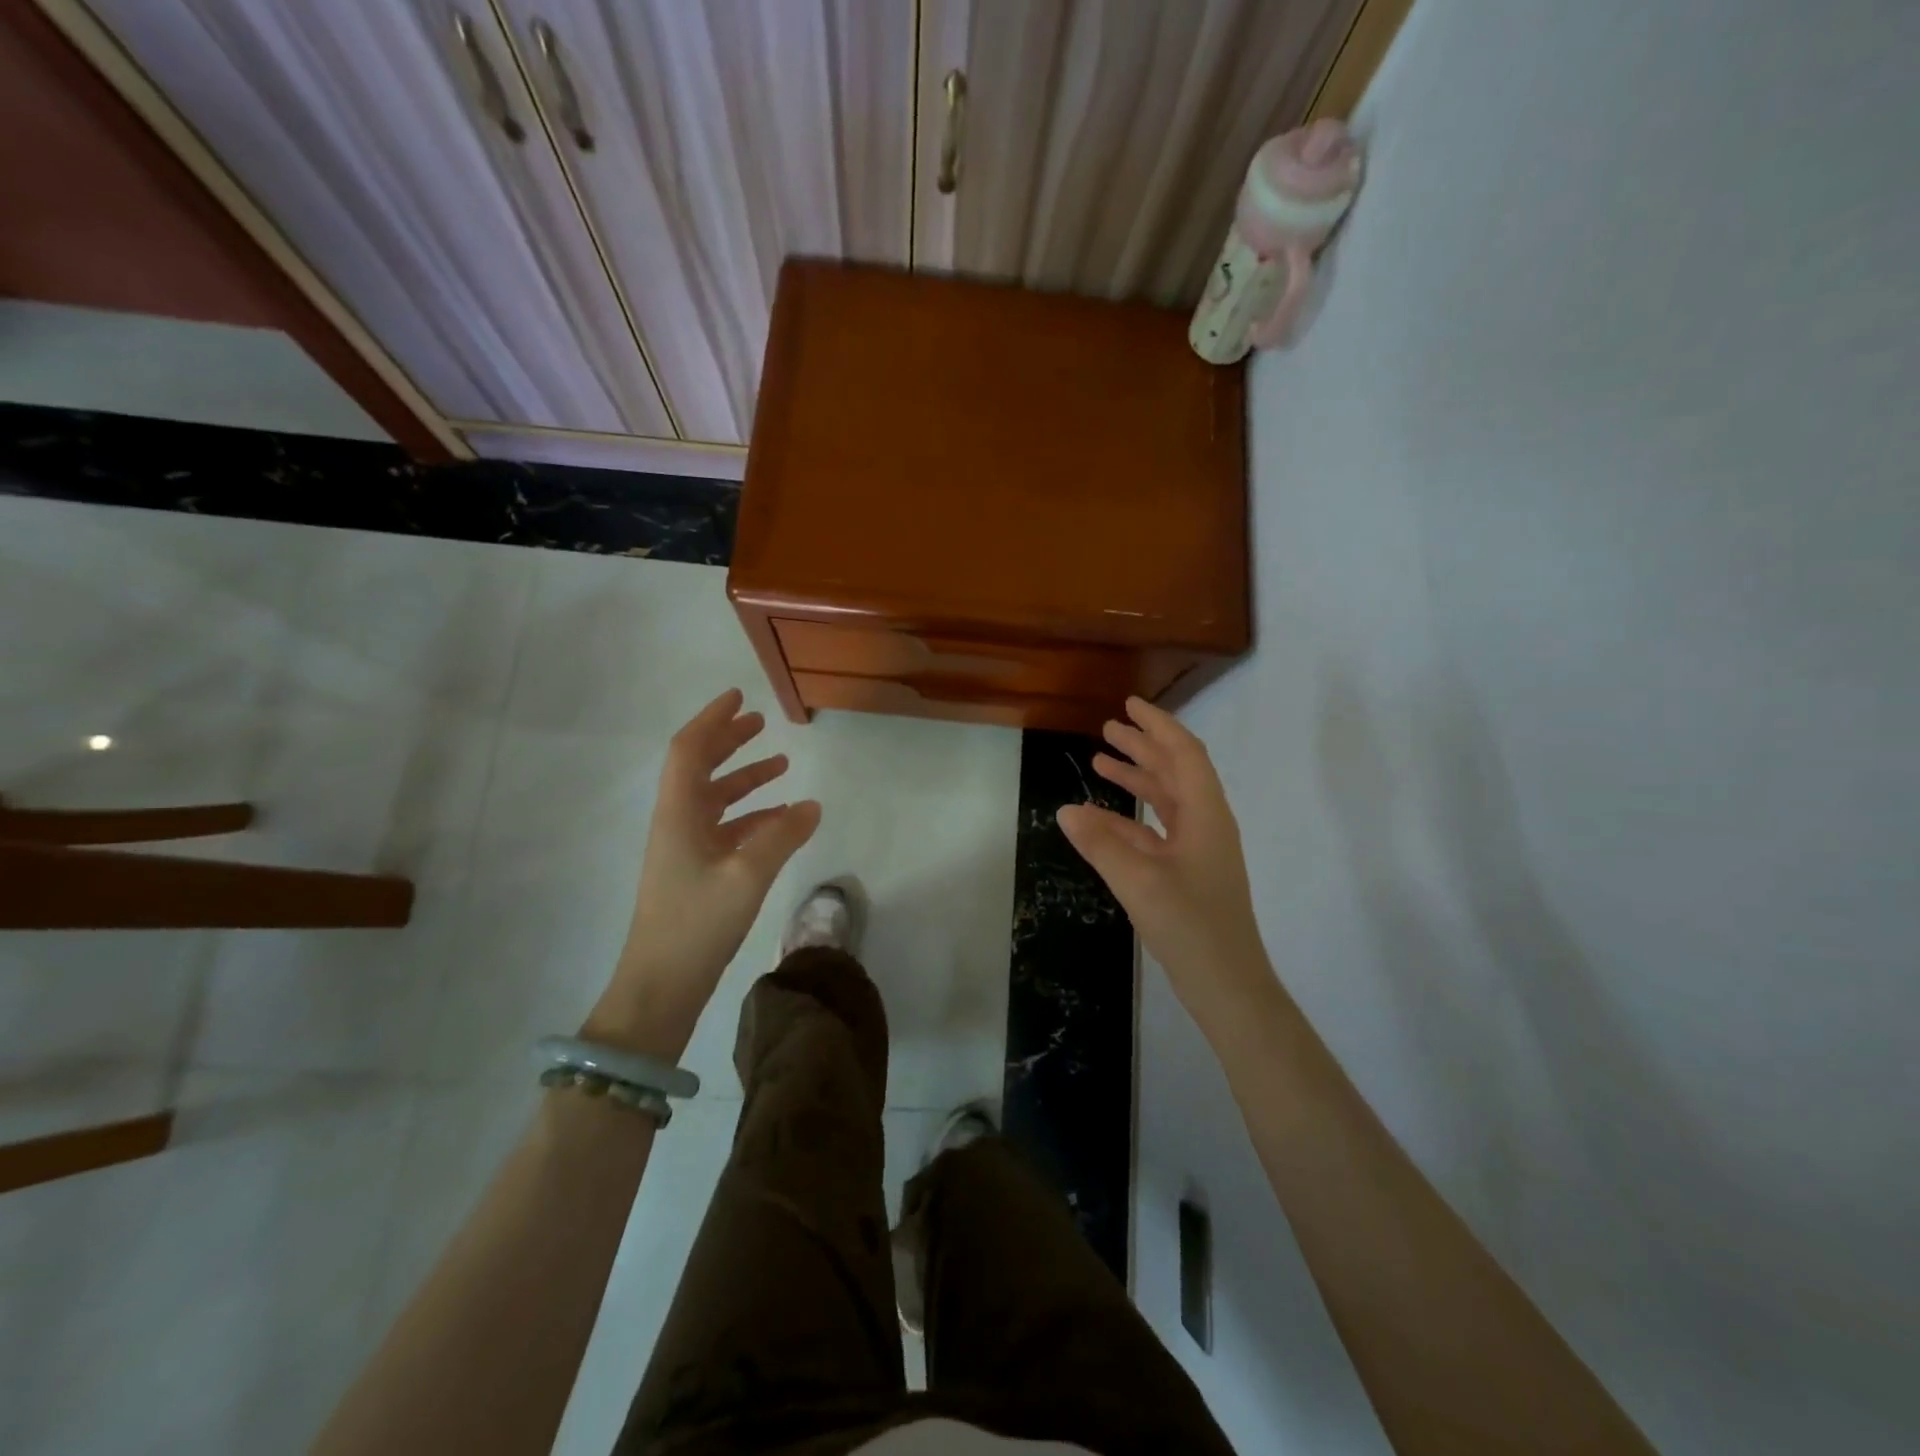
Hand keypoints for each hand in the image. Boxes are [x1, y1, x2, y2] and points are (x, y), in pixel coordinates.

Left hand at [590, 689, 819, 1055]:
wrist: (660, 986)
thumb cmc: (697, 924)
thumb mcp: (747, 876)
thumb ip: (781, 836)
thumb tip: (811, 805)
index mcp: (678, 814)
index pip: (689, 750)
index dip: (712, 720)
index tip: (739, 697)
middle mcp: (677, 823)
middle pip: (699, 768)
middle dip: (729, 742)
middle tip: (760, 723)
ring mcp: (684, 849)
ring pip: (714, 799)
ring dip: (744, 779)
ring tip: (781, 765)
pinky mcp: (695, 873)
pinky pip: (725, 829)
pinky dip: (751, 816)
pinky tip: (780, 819)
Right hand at [1057, 697, 1269, 1034]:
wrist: (1228, 986)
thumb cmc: (1191, 927)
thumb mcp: (1139, 881)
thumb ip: (1101, 843)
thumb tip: (1066, 810)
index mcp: (1206, 815)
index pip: (1183, 754)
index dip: (1157, 726)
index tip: (1129, 705)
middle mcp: (1206, 824)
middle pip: (1175, 772)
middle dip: (1143, 747)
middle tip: (1108, 728)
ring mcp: (1198, 850)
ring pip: (1165, 801)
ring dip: (1136, 780)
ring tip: (1100, 762)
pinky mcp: (1187, 873)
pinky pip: (1156, 832)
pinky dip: (1129, 819)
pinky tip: (1099, 820)